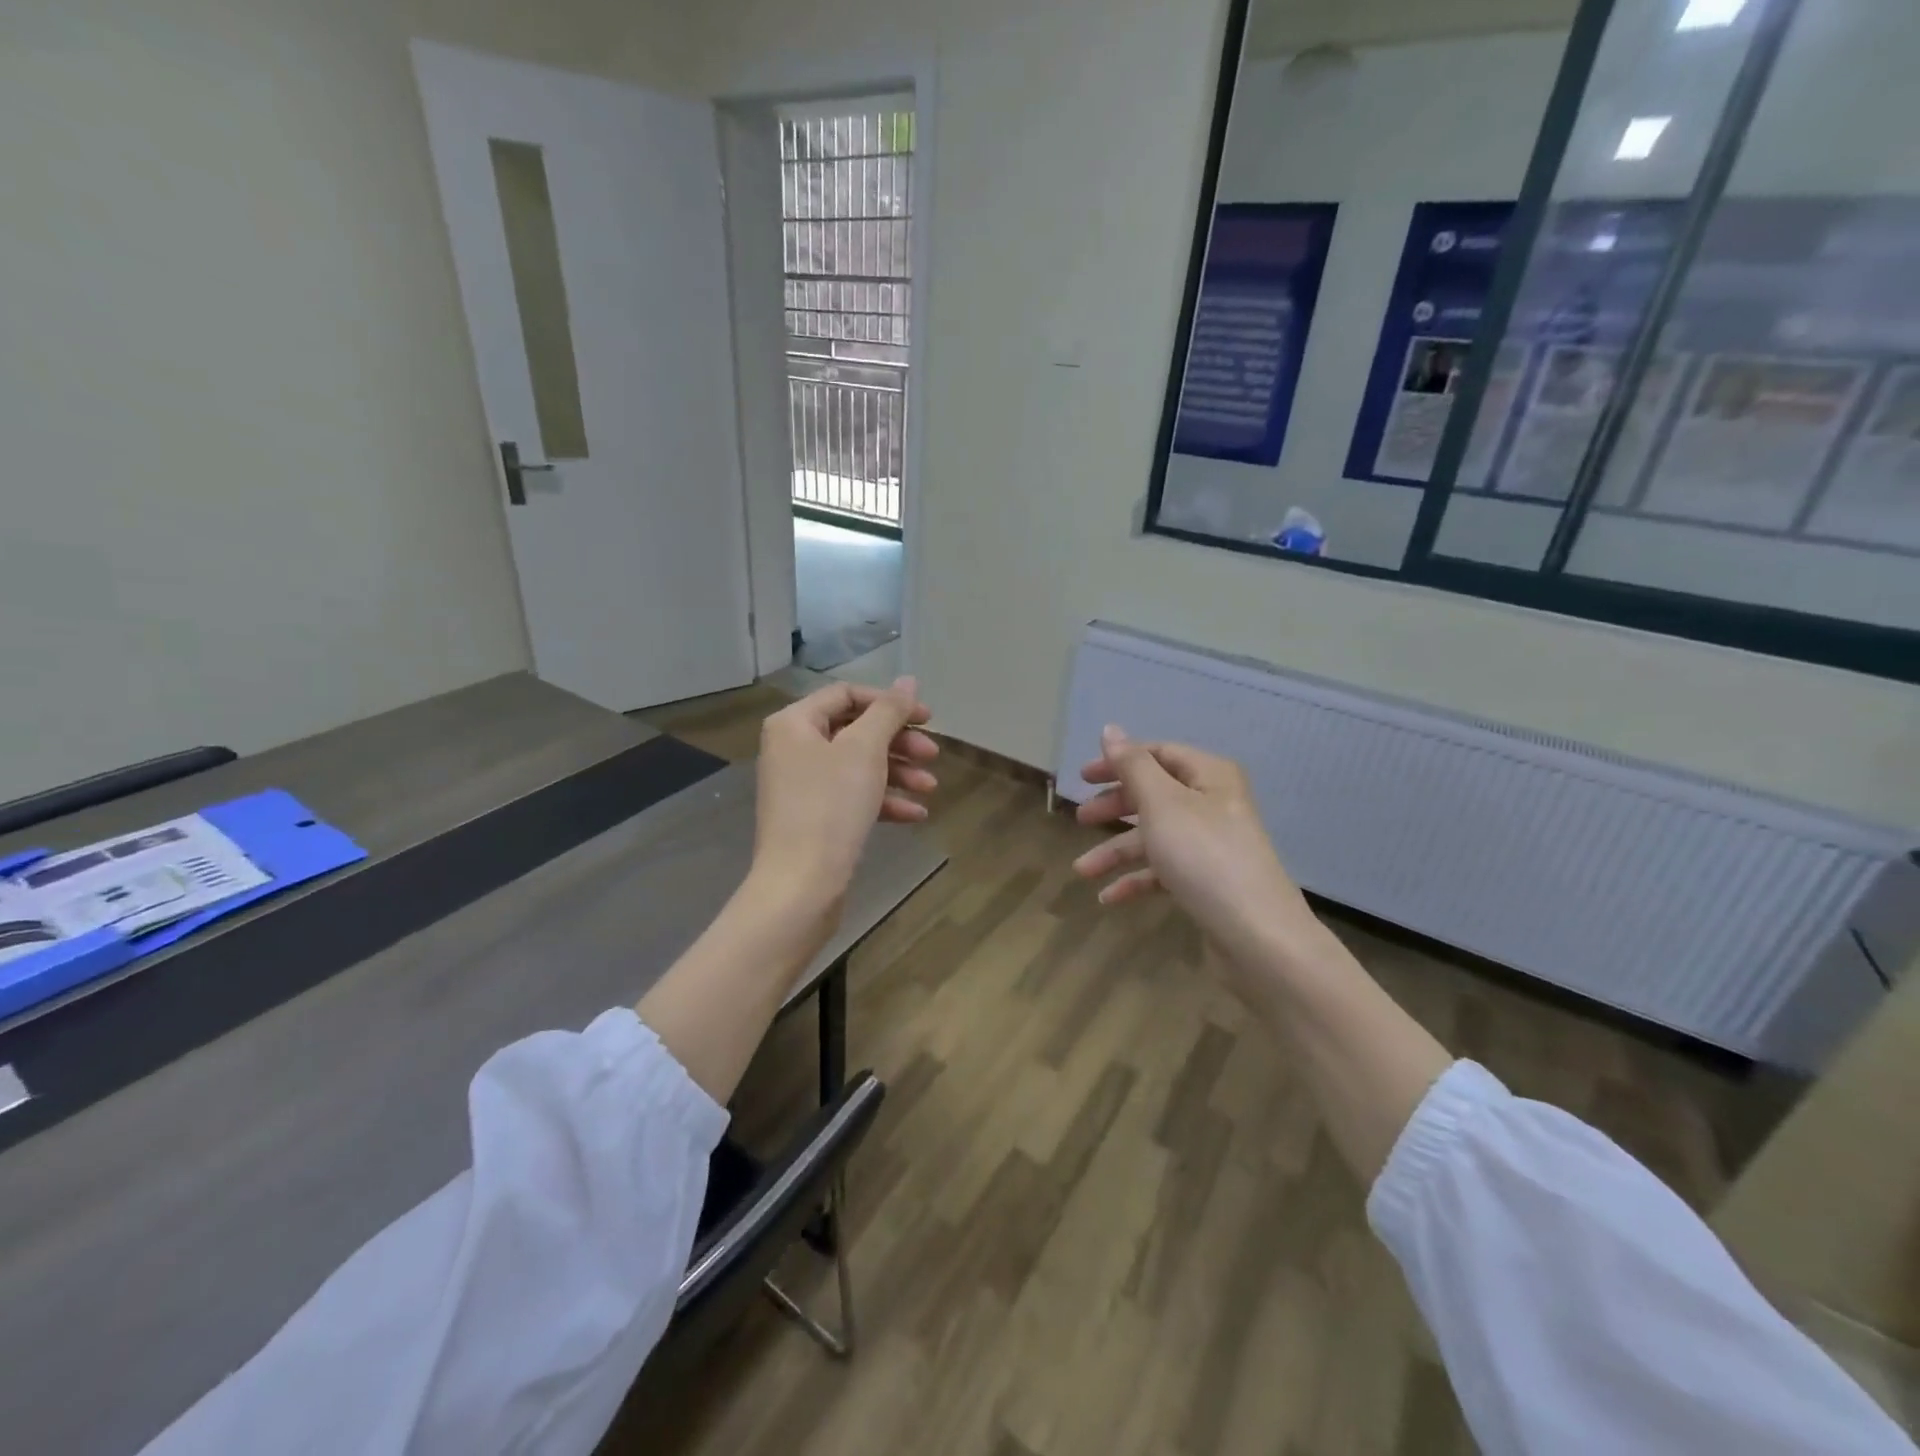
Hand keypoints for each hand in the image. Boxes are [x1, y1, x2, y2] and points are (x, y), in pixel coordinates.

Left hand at [751, 678, 937, 909]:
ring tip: (931, 788)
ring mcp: (802, 786)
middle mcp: (793, 749)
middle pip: (855, 731)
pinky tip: (915, 815)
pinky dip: (884, 801)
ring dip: (898, 772)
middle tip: (933, 755)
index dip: (889, 702)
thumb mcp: (864, 750)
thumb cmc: (830, 806)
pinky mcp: (814, 819)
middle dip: (898, 742)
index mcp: (794, 723)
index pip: (846, 695)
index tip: (927, 719)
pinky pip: (853, 797)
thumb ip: (889, 711)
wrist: (801, 885)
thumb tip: (908, 680)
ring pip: (858, 766)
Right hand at [1071, 726, 1328, 974]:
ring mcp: (1211, 845)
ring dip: (1116, 852)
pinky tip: (1108, 898)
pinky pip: (1165, 871)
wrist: (1258, 936)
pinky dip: (1137, 879)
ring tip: (1082, 870)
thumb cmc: (1204, 857)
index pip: (1158, 754)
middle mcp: (1213, 804)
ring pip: (1154, 837)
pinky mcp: (1208, 881)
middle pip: (1153, 795)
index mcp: (1209, 776)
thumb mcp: (1161, 804)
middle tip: (1080, 819)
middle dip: (1114, 808)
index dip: (1119, 762)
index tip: (1082, 778)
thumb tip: (1110, 730)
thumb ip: (1132, 766)